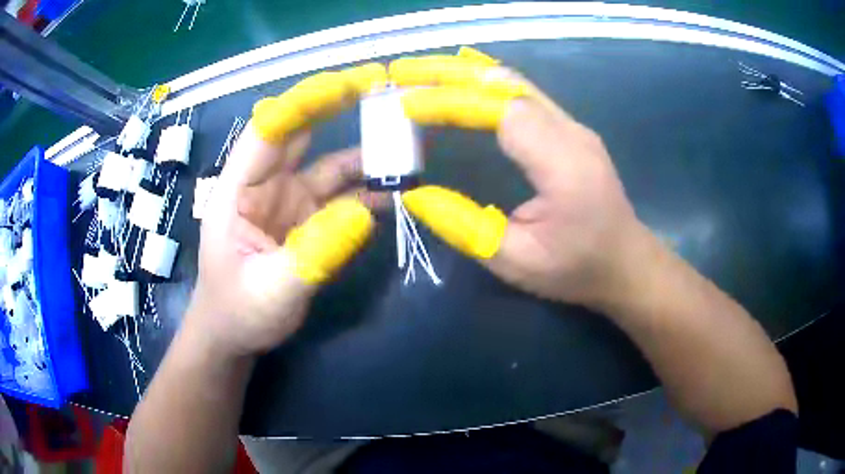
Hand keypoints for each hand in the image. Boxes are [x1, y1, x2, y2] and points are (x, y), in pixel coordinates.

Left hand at [187, 64, 387, 356]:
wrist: (235, 335)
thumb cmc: (237, 311)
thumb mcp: (272, 291)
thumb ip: (314, 254)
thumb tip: (365, 212)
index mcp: (238, 191)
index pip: (268, 132)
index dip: (304, 104)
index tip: (346, 85)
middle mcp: (265, 186)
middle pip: (301, 135)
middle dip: (337, 110)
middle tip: (382, 92)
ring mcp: (289, 202)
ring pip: (328, 166)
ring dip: (363, 156)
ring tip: (403, 148)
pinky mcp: (309, 221)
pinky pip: (341, 198)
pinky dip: (366, 193)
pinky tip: (394, 194)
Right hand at [394, 49, 649, 307]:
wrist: (625, 264)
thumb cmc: (576, 269)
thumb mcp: (517, 263)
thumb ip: (466, 228)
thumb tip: (417, 196)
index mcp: (564, 165)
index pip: (502, 112)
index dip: (452, 101)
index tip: (408, 104)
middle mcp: (572, 134)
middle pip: (508, 85)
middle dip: (451, 74)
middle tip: (404, 71)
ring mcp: (574, 127)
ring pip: (516, 83)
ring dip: (466, 74)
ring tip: (422, 73)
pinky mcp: (571, 130)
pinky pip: (524, 94)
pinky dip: (487, 83)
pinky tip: (463, 80)